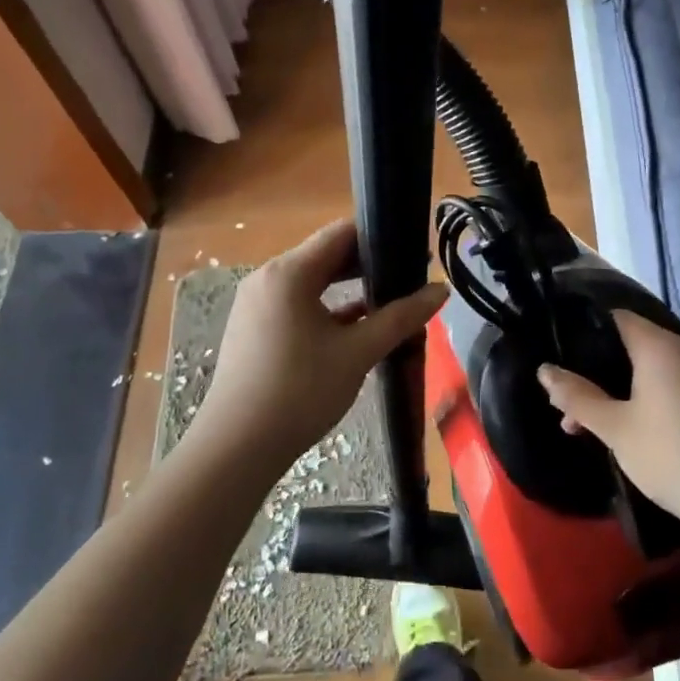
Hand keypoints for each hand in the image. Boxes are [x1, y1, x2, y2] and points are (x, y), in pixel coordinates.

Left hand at [198, 220, 447, 471]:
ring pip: (312, 283)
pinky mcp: (254, 329)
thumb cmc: (300, 391)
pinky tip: (357, 328)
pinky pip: (297, 305)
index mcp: (289, 272)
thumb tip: (441, 291)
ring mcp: (257, 304)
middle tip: (409, 276)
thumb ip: (401, 317)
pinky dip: (327, 310)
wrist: (237, 447)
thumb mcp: (358, 352)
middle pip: (325, 256)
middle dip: (368, 264)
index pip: (341, 233)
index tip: (414, 251)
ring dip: (349, 288)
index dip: (380, 236)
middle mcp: (268, 278)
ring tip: (390, 300)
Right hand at [536, 311, 679, 519]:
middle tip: (564, 402)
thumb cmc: (673, 455)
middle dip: (593, 371)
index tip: (555, 352)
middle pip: (628, 346)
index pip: (614, 317)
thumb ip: (577, 397)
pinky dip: (642, 401)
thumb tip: (545, 370)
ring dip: (615, 391)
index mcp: (658, 346)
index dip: (582, 329)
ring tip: (587, 425)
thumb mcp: (615, 428)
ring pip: (647, 371)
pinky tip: (626, 433)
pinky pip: (668, 388)